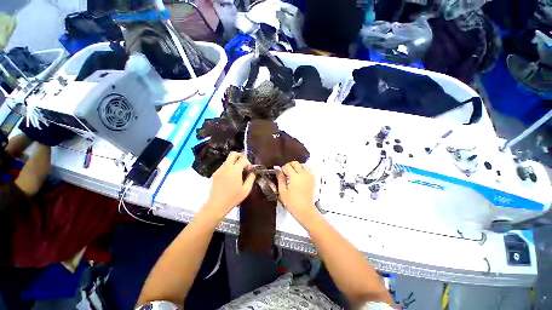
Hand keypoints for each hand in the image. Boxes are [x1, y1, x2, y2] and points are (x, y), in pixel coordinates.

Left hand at [203, 152, 255, 220]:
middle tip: (244, 164)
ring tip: (238, 172)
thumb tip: (252, 173)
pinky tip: (230, 177)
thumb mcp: (246, 189)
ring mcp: (219, 170)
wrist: (216, 205)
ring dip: (234, 162)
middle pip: (233, 154)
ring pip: (228, 160)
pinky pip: (223, 166)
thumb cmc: (233, 198)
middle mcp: (226, 167)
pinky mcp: (215, 174)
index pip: (243, 159)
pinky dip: (229, 167)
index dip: (248, 163)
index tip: (250, 170)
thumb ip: (251, 178)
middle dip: (240, 156)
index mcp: (235, 170)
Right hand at [277, 161, 317, 222]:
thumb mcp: (282, 192)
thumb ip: (280, 180)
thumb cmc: (292, 203)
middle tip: (286, 172)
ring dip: (298, 167)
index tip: (281, 173)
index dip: (283, 169)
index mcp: (294, 177)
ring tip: (294, 173)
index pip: (287, 166)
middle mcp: (303, 174)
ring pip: (304, 165)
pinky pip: (309, 170)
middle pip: (295, 163)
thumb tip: (280, 172)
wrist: (305, 210)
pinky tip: (301, 176)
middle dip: (289, 165)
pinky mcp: (313, 180)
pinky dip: (304, 170)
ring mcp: (309, 176)